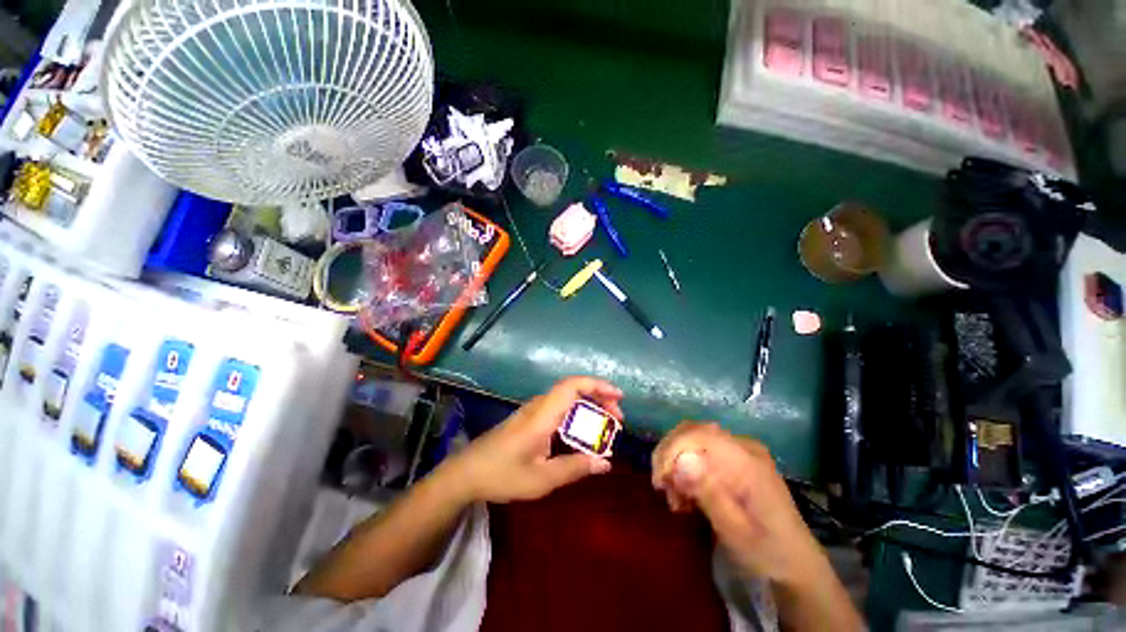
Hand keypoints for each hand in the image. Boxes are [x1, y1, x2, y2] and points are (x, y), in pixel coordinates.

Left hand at [441, 376, 623, 503]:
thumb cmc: (502, 475)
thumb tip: (606, 463)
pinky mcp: (530, 418)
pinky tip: (583, 432)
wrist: (466, 473)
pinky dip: (577, 414)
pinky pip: (560, 408)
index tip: (618, 396)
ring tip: (606, 425)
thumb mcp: (541, 479)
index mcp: (542, 416)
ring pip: (567, 399)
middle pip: (574, 391)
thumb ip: (574, 468)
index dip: (596, 385)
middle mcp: (539, 406)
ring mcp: (533, 411)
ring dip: (589, 407)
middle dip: (599, 399)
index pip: (572, 386)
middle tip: (618, 419)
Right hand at [651, 423, 825, 585]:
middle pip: (693, 431)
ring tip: (674, 499)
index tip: (660, 480)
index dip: (673, 449)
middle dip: (669, 455)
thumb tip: (680, 462)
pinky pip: (699, 451)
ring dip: (675, 463)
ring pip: (692, 439)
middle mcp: (743, 446)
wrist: (795, 565)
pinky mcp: (734, 460)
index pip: (700, 434)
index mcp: (748, 461)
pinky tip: (685, 495)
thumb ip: (709, 494)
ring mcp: (739, 451)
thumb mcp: (736, 531)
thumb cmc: (767, 552)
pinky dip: (685, 469)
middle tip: (661, 487)